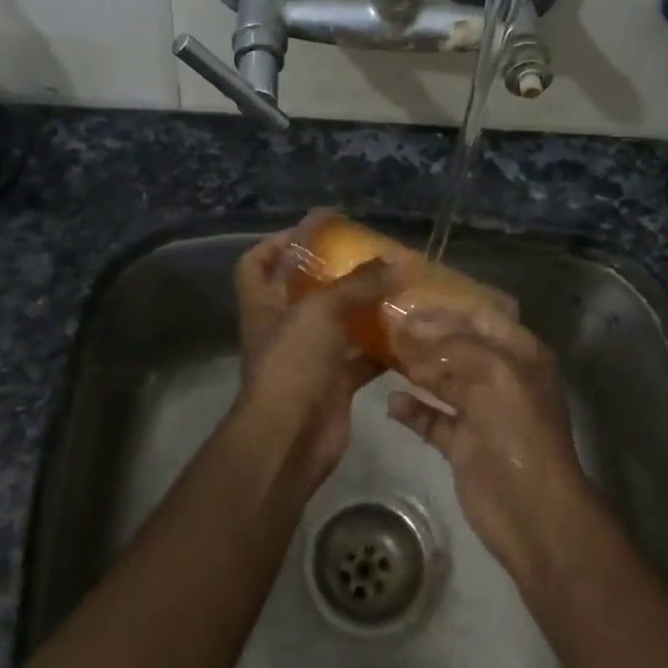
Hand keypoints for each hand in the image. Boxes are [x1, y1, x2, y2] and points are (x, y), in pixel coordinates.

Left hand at [228, 219, 395, 491]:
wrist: (291, 438)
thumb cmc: (293, 364)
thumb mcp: (322, 310)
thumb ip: (360, 284)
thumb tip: (400, 261)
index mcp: (265, 304)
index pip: (256, 263)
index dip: (277, 242)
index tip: (313, 229)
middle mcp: (285, 327)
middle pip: (305, 290)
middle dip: (336, 273)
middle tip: (372, 256)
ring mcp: (310, 357)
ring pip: (340, 323)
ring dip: (366, 308)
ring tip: (399, 287)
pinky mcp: (336, 383)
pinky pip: (363, 357)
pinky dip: (384, 347)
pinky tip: (411, 332)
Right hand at [387, 303, 597, 581]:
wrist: (531, 511)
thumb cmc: (520, 432)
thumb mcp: (495, 374)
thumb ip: (454, 346)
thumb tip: (413, 327)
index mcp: (521, 356)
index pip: (481, 318)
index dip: (447, 308)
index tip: (407, 299)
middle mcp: (501, 378)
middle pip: (458, 347)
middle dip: (424, 336)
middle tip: (384, 325)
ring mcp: (481, 412)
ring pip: (442, 380)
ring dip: (415, 368)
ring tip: (379, 353)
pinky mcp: (462, 443)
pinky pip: (432, 418)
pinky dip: (413, 410)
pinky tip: (391, 402)